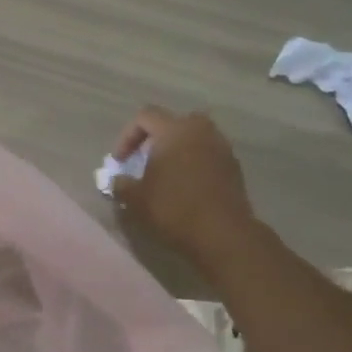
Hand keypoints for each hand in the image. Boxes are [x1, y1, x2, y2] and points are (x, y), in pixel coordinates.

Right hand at [109, 106, 257, 259]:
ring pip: (194, 138)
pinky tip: (186, 187)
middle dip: (156, 138)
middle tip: (145, 159)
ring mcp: (221, 148)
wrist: (223, 234)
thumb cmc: (174, 209)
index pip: (145, 116)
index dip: (127, 136)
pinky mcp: (234, 167)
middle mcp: (200, 131)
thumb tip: (118, 179)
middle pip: (173, 122)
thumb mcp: (135, 198)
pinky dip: (195, 163)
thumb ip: (121, 183)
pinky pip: (208, 155)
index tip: (120, 161)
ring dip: (177, 150)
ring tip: (166, 174)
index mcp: (174, 130)